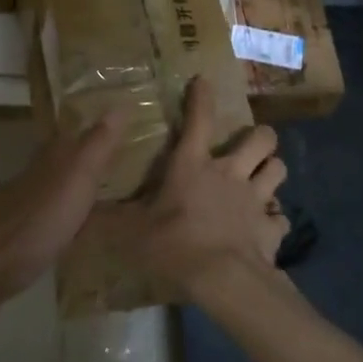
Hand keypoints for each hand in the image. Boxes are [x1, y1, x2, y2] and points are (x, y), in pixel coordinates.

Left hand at [0, 111, 127, 315]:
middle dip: (87, 159)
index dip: (96, 129)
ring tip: (105, 197)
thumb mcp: (76, 179)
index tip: (122, 128)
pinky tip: (75, 229)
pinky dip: (65, 216)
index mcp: (49, 159)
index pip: (74, 134)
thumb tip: (120, 103)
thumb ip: (97, 145)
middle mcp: (33, 174)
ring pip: (54, 186)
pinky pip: (48, 215)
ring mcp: (21, 204)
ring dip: (75, 188)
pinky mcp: (17, 233)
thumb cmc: (39, 222)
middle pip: (63, 159)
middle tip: (121, 164)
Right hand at [106, 78, 289, 300]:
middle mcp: (229, 173)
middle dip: (259, 136)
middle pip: (260, 139)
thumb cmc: (173, 244)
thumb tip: (81, 212)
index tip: (203, 81)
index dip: (201, 97)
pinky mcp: (271, 228)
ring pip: (278, 168)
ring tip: (263, 177)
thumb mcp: (130, 230)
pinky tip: (266, 226)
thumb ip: (108, 218)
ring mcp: (255, 199)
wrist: (222, 280)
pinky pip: (281, 218)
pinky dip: (274, 219)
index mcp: (192, 165)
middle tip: (249, 144)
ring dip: (271, 169)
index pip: (199, 119)